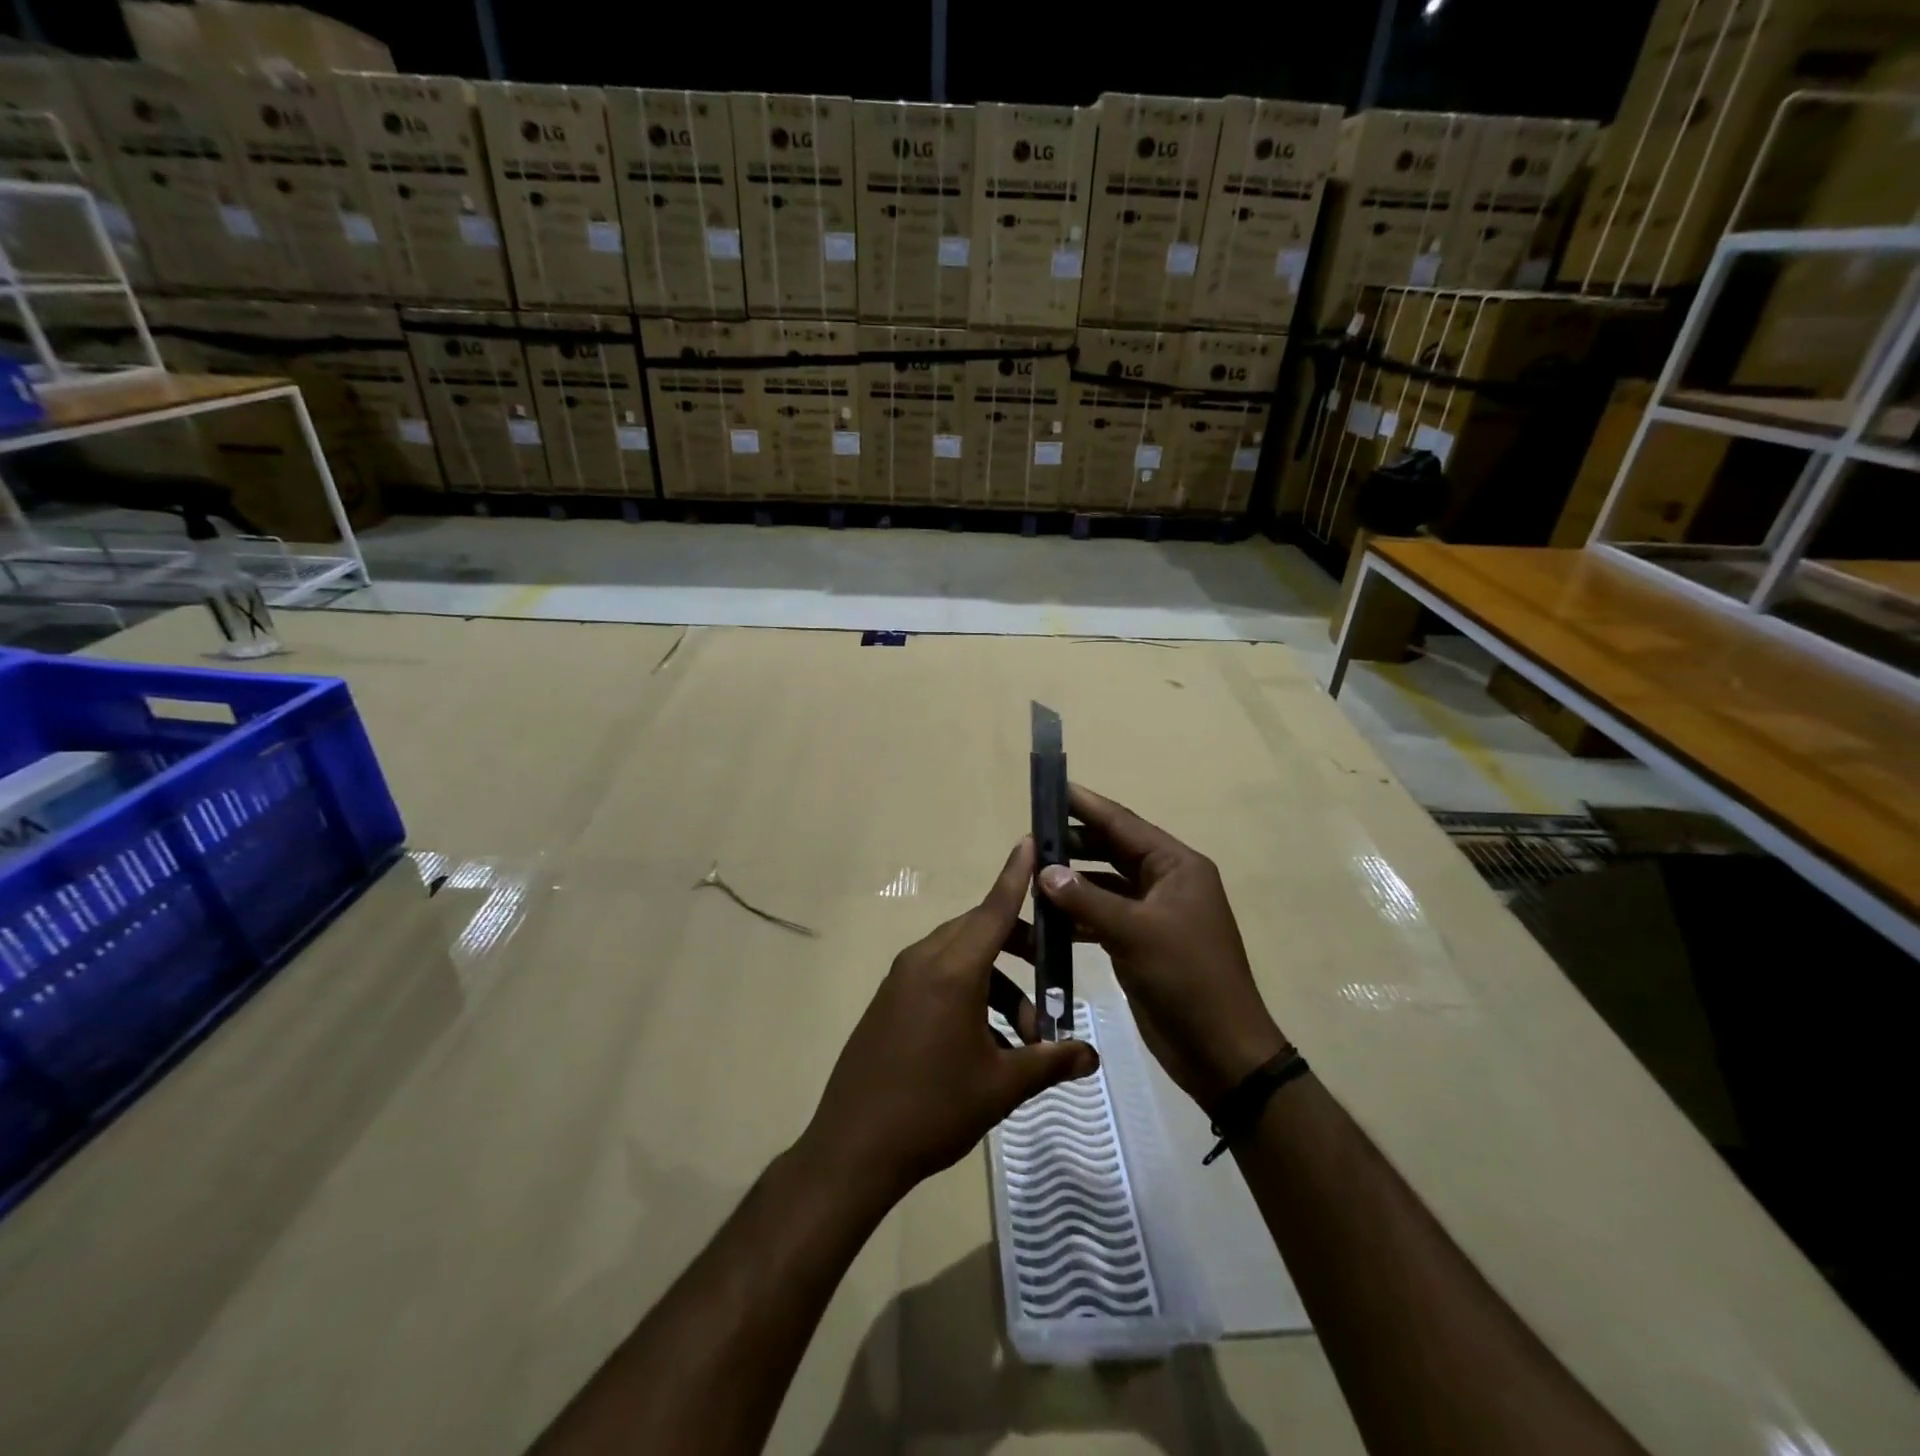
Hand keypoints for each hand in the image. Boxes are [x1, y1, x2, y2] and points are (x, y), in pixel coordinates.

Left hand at [800, 838, 1099, 1205]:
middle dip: (1020, 945)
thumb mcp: (1001, 1086)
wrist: (852, 1149)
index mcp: (951, 970)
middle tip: (1053, 975)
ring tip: (1024, 1034)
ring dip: (997, 981)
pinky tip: (988, 1042)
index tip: (1031, 841)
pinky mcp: (889, 1001)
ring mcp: (901, 980)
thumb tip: (1092, 1057)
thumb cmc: (932, 1110)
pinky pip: (938, 977)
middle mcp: (923, 962)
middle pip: (979, 931)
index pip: (993, 909)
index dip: (1016, 876)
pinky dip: (969, 992)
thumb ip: (1050, 1062)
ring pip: (960, 957)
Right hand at [1034, 784, 1288, 1108]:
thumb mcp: (1135, 933)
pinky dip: (1078, 914)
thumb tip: (1044, 870)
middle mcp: (1166, 882)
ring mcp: (1155, 914)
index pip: (1124, 824)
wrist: (1221, 1051)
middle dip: (1074, 843)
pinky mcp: (1142, 942)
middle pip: (1113, 850)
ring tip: (1031, 874)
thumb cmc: (1186, 979)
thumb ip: (1086, 898)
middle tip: (1032, 836)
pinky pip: (1104, 916)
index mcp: (1177, 867)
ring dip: (1073, 881)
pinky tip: (1048, 918)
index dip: (1086, 805)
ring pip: (1106, 884)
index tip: (1052, 787)